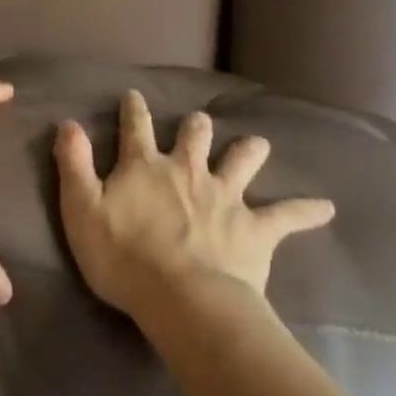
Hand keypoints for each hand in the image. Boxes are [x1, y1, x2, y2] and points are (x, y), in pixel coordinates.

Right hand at [54, 90, 333, 317]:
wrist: (184, 300)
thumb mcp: (82, 209)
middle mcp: (187, 170)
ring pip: (241, 160)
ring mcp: (224, 195)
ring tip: (257, 143)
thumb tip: (67, 122)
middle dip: (196, 125)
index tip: (134, 95)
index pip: (135, 127)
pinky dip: (307, 210)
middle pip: (195, 135)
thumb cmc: (124, 258)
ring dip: (249, 150)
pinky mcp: (255, 227)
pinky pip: (287, 215)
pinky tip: (328, 208)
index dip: (133, 109)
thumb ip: (74, 164)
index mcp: (146, 166)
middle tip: (199, 122)